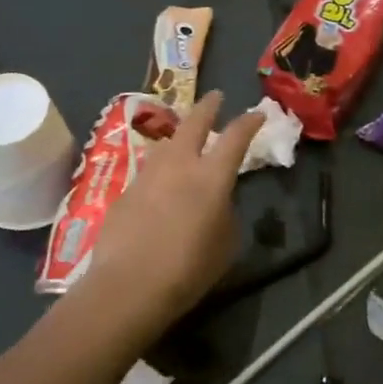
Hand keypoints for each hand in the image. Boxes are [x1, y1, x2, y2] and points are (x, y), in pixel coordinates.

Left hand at [77, 91, 264, 341]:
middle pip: (193, 124)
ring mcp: (147, 175)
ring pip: (166, 144)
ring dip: (179, 138)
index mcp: (212, 177)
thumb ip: (226, 213)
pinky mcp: (124, 192)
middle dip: (208, 107)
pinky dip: (160, 170)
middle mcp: (179, 166)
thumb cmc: (188, 269)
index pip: (235, 138)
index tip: (257, 114)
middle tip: (215, 98)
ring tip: (184, 141)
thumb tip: (218, 201)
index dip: (249, 122)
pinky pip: (148, 172)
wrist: (128, 286)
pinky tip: (160, 186)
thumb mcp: (226, 244)